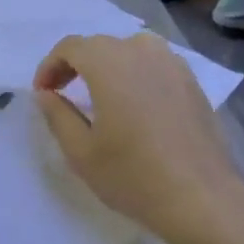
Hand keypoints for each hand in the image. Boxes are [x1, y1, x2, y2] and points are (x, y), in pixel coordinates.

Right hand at [34, 34, 243, 243]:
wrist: (199, 198)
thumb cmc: (131, 175)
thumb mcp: (80, 151)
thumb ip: (58, 115)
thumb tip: (46, 94)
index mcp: (110, 65)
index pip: (71, 47)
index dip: (50, 66)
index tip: (43, 93)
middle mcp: (143, 53)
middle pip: (101, 44)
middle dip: (76, 64)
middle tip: (63, 94)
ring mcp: (174, 66)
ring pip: (131, 49)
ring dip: (108, 65)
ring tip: (99, 95)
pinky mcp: (193, 84)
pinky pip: (156, 64)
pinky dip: (136, 73)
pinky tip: (135, 104)